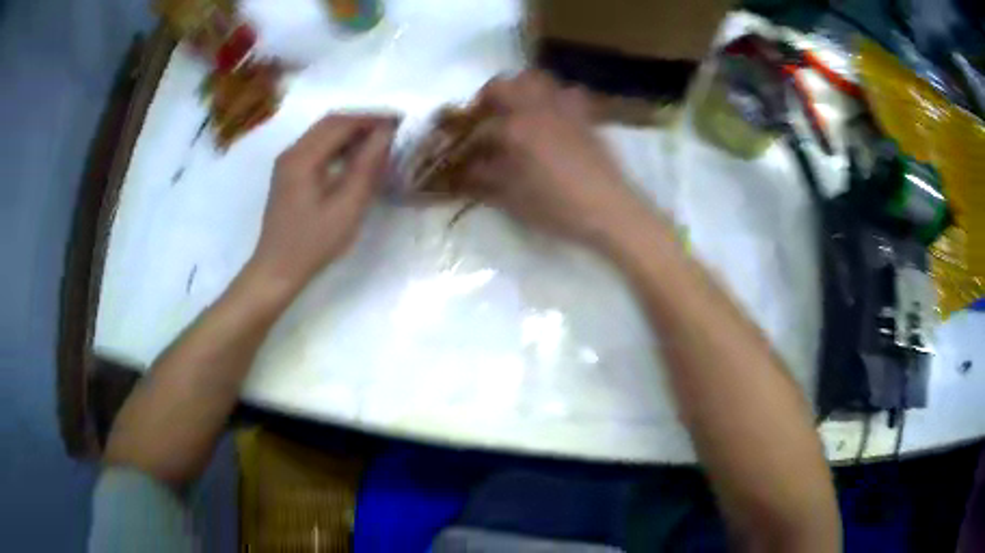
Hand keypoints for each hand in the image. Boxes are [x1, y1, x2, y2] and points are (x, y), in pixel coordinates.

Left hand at [246, 114, 395, 296]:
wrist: (277, 270)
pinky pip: (316, 147)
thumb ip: (367, 167)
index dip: (372, 118)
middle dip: (362, 121)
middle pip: (330, 122)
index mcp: (303, 157)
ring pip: (322, 133)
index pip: (341, 123)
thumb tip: (386, 135)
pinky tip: (354, 157)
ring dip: (350, 132)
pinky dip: (338, 144)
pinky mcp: (288, 173)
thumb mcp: (346, 207)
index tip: (399, 121)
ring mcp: (287, 162)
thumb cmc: (313, 243)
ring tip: (378, 142)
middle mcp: (292, 152)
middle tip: (391, 129)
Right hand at [465, 71, 651, 246]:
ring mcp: (563, 107)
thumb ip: (483, 179)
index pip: (478, 127)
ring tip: (517, 110)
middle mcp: (535, 108)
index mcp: (514, 129)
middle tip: (486, 118)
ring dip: (520, 89)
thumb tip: (465, 170)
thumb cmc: (557, 207)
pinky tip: (552, 115)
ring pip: (535, 78)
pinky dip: (554, 96)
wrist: (609, 209)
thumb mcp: (512, 199)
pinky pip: (567, 91)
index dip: (464, 138)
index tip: (460, 151)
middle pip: (502, 85)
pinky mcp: (584, 114)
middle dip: (488, 98)